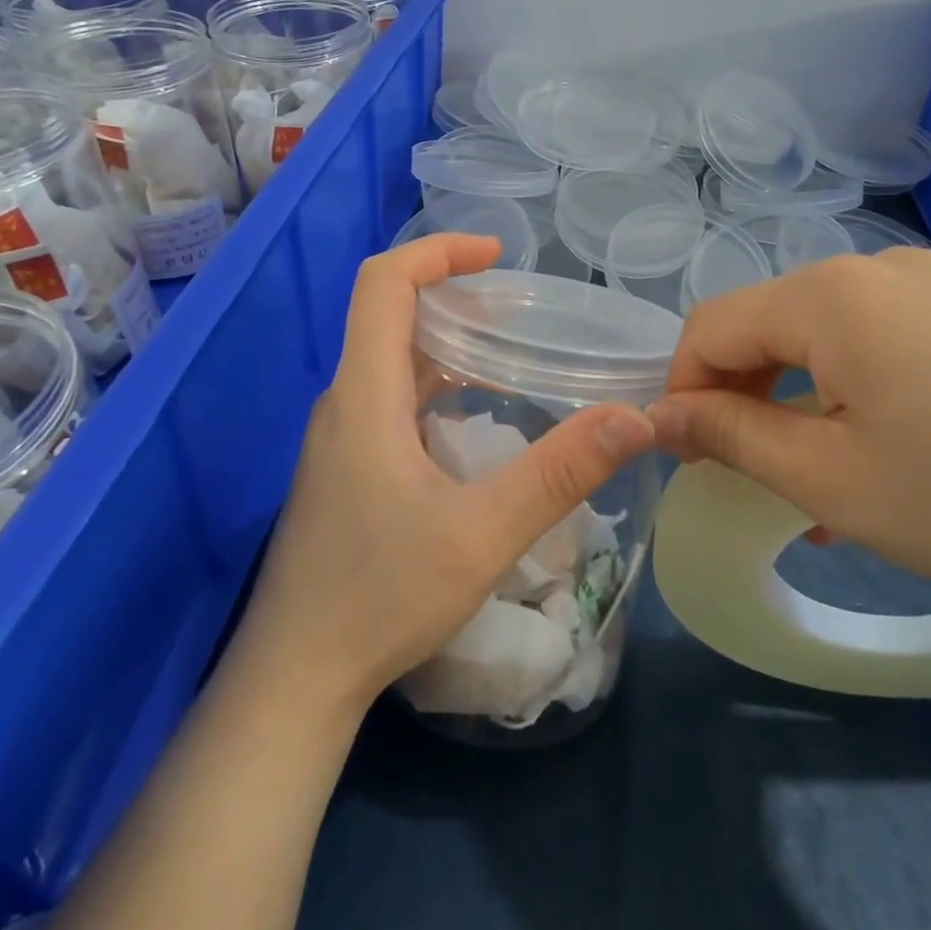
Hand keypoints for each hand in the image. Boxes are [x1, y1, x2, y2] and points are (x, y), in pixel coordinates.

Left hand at [234, 234, 656, 715]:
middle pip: (390, 317)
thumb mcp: (482, 533)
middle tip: (520, 311)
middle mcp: (344, 403)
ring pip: (392, 363)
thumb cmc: (380, 597)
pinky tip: (477, 425)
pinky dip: (437, 388)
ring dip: (447, 346)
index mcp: (365, 395)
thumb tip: (634, 417)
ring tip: (511, 357)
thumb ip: (559, 471)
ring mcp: (339, 439)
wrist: (296, 677)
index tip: (496, 255)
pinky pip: (391, 402)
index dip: (437, 252)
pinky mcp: (344, 470)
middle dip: (454, 297)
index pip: (384, 283)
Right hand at [648, 250, 930, 642]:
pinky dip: (874, 392)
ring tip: (834, 485)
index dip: (682, 389)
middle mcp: (886, 269)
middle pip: (776, 326)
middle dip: (748, 399)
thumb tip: (662, 416)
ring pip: (840, 338)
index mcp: (831, 294)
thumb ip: (730, 436)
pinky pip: (904, 343)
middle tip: (760, 479)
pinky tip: (912, 455)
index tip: (687, 456)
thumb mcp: (830, 479)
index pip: (711, 325)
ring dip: (811, 402)